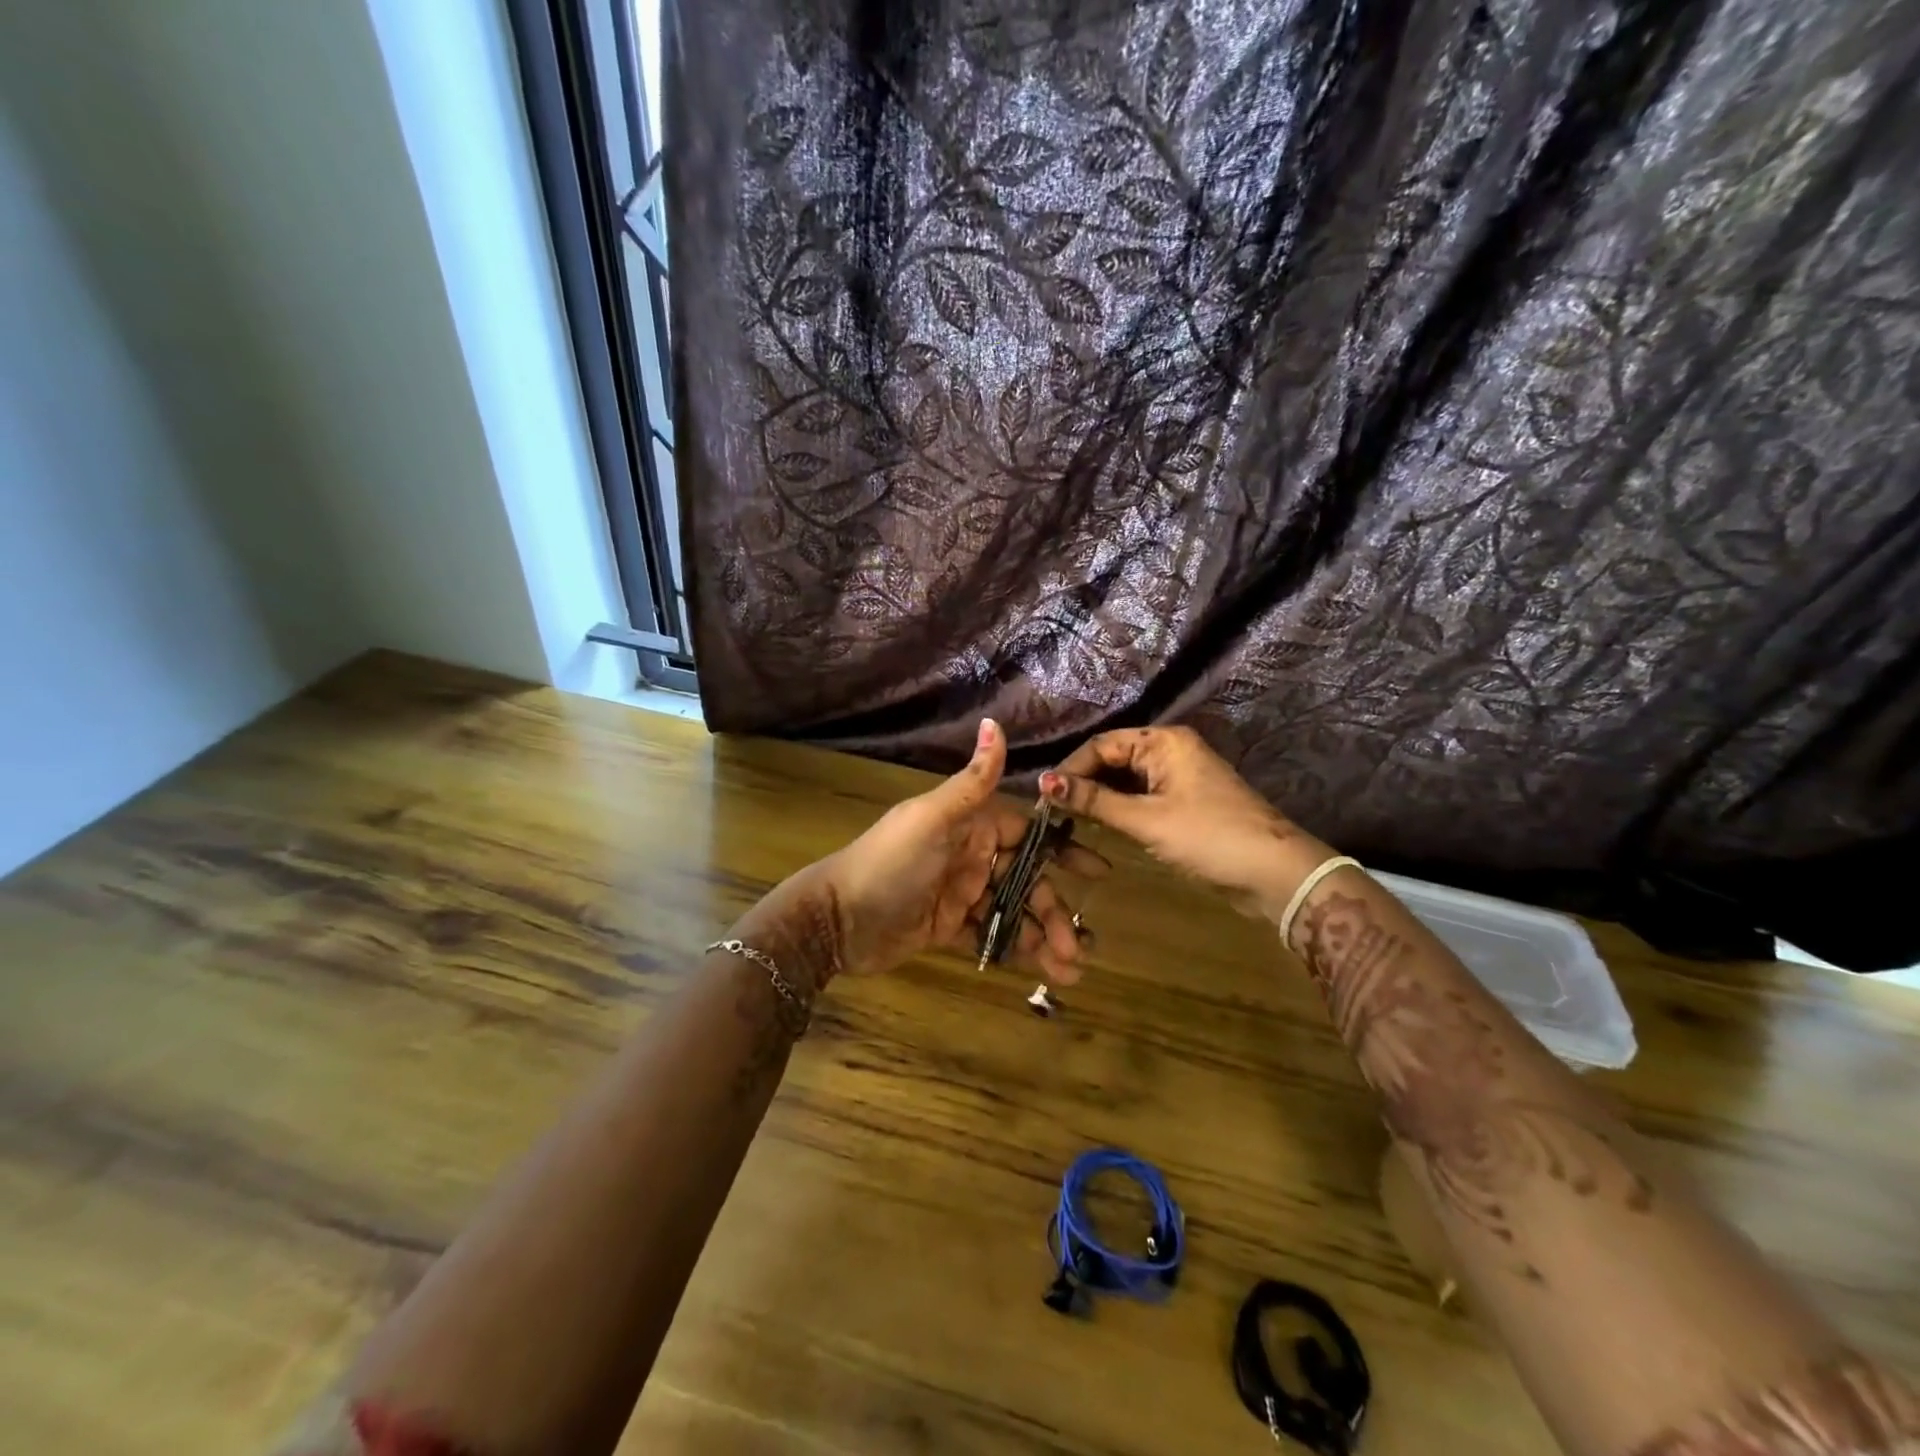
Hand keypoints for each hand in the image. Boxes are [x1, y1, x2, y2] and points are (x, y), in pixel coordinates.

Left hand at [757, 720, 1107, 984]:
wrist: (837, 920)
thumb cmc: (889, 863)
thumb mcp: (932, 819)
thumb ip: (971, 781)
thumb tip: (995, 722)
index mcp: (970, 826)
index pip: (1027, 834)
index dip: (1062, 851)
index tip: (1098, 871)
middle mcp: (971, 856)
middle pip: (1026, 880)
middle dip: (1055, 910)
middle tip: (1081, 944)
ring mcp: (961, 893)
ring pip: (1014, 911)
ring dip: (1042, 937)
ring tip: (1069, 968)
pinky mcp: (950, 927)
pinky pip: (993, 936)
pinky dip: (1017, 950)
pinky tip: (1042, 970)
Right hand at [1038, 727, 1327, 906]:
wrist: (1275, 873)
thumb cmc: (1209, 837)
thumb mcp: (1146, 820)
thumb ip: (1094, 801)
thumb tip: (1044, 783)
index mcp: (1164, 741)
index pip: (1102, 745)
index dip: (1070, 769)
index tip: (1044, 797)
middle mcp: (1170, 750)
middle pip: (1113, 758)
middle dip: (1083, 782)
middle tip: (1051, 812)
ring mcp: (1179, 775)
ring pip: (1125, 779)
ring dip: (1099, 797)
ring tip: (1067, 819)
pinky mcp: (1184, 801)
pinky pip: (1140, 795)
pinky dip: (1119, 808)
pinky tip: (1098, 825)